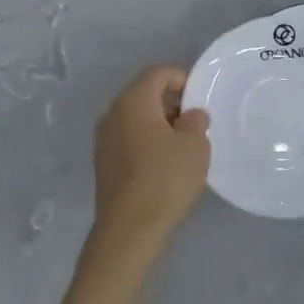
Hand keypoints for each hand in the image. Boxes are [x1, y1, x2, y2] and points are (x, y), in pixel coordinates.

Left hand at [88, 66, 210, 269]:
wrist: (129, 229)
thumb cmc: (166, 179)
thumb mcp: (195, 145)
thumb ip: (196, 121)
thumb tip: (190, 115)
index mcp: (134, 101)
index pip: (158, 73)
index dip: (182, 79)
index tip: (201, 99)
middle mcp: (113, 113)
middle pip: (145, 93)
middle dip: (171, 101)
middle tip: (195, 122)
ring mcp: (104, 139)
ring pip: (136, 117)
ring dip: (159, 123)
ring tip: (182, 144)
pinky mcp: (103, 162)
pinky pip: (129, 138)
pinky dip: (147, 140)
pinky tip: (164, 163)